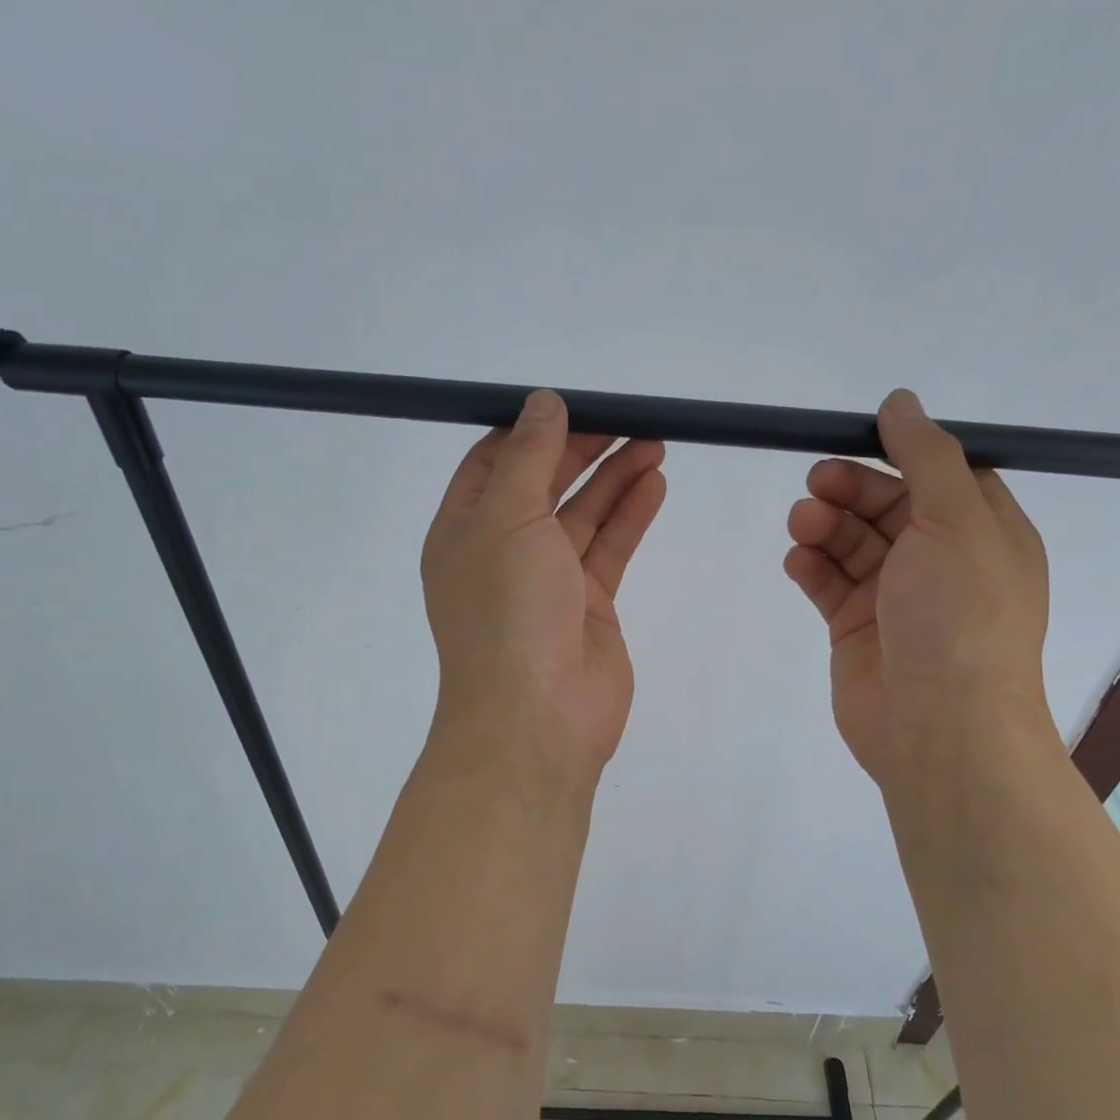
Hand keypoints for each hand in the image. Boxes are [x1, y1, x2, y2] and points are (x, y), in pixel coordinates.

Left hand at [421, 390, 666, 780]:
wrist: (537, 717)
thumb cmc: (507, 610)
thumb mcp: (506, 518)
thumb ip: (527, 457)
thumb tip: (542, 402)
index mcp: (464, 530)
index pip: (493, 464)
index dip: (529, 430)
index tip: (570, 404)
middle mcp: (502, 552)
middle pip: (544, 485)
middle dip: (583, 449)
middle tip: (628, 418)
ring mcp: (547, 581)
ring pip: (582, 516)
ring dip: (614, 478)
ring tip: (655, 442)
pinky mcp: (588, 605)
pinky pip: (608, 549)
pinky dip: (629, 516)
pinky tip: (654, 483)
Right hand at [783, 388, 1050, 790]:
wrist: (939, 728)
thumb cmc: (960, 617)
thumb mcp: (957, 521)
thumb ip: (927, 456)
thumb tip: (900, 401)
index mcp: (983, 532)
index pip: (939, 474)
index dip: (898, 453)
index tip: (855, 439)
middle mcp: (941, 561)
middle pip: (887, 505)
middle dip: (850, 489)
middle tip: (816, 483)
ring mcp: (896, 597)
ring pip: (852, 543)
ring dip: (825, 525)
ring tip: (803, 525)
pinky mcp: (856, 629)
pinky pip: (829, 583)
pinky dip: (811, 566)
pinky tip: (798, 561)